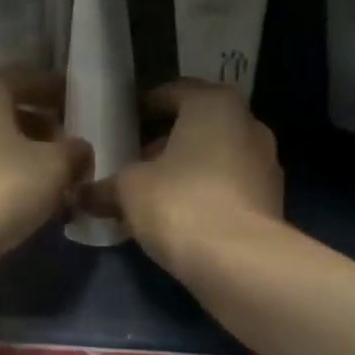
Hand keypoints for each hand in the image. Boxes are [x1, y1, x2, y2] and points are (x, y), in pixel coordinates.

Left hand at [0, 70, 92, 276]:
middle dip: (45, 130)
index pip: (29, 79)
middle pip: (10, 113)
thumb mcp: (54, 167)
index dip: (58, 91)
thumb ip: (74, 152)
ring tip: (61, 183)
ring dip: (28, 161)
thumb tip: (79, 150)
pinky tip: (32, 206)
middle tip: (75, 151)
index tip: (82, 106)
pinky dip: (8, 183)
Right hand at [98, 81, 283, 277]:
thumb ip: (105, 186)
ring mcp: (266, 161)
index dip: (141, 109)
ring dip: (186, 169)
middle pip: (196, 124)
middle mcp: (248, 123)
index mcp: (215, 103)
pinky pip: (230, 184)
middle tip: (132, 161)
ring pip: (215, 156)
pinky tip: (180, 215)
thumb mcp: (129, 189)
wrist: (240, 261)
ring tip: (152, 192)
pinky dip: (206, 192)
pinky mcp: (272, 198)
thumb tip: (82, 193)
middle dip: (164, 142)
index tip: (119, 126)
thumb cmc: (180, 202)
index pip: (170, 93)